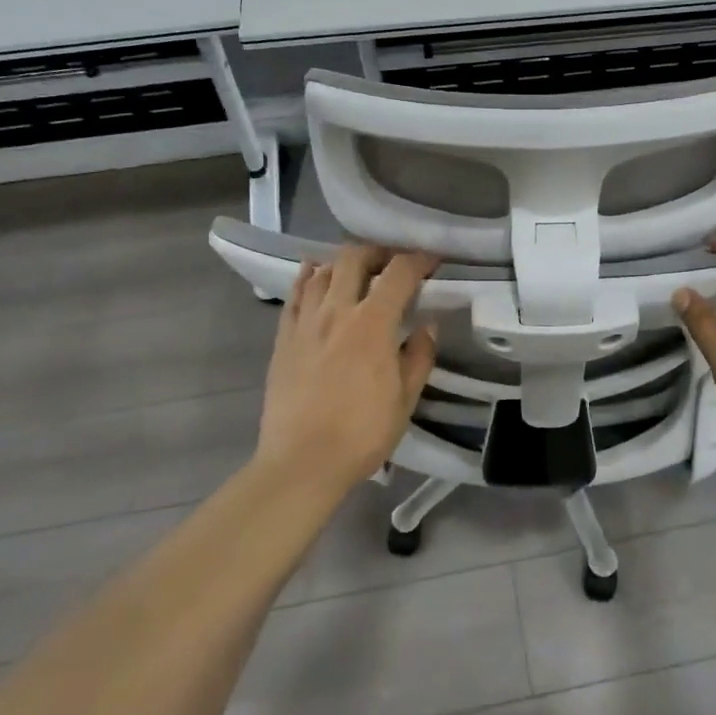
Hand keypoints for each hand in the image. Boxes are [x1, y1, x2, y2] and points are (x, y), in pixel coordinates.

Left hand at [255, 246, 438, 497]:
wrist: (301, 462)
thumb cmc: (362, 434)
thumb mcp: (405, 400)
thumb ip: (419, 357)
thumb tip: (427, 327)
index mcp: (372, 324)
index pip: (399, 273)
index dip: (419, 259)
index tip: (432, 261)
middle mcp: (337, 311)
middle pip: (354, 258)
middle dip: (378, 252)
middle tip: (393, 263)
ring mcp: (305, 322)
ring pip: (322, 271)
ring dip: (344, 263)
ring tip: (357, 273)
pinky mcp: (283, 338)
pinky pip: (295, 295)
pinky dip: (308, 278)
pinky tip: (315, 277)